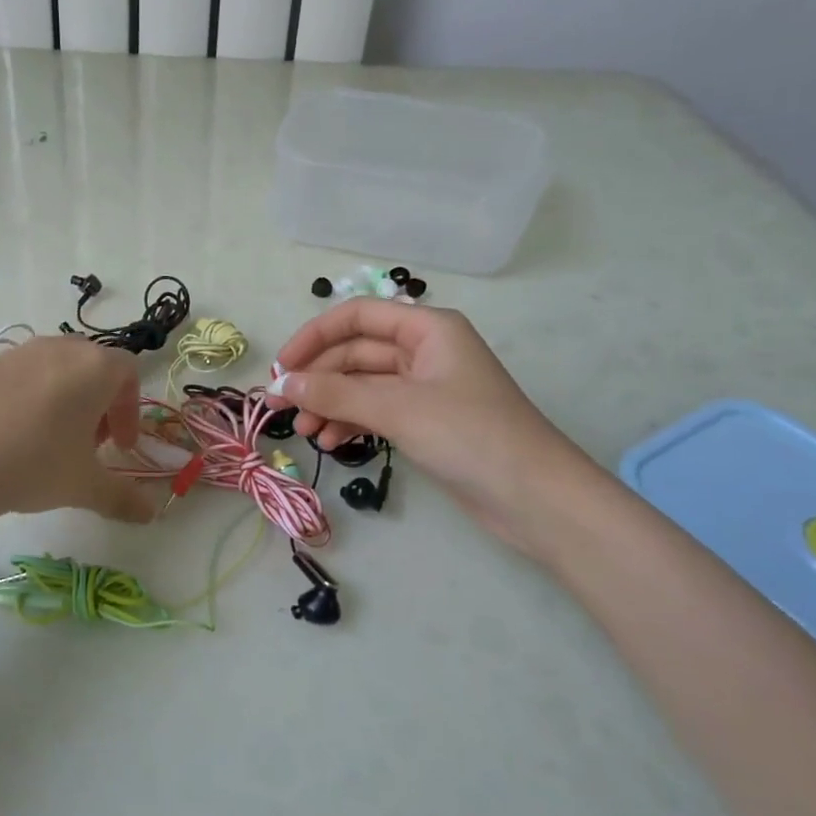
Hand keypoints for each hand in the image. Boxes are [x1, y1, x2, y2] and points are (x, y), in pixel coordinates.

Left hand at [0, 335, 157, 525]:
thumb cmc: (34, 462)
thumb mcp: (84, 485)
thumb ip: (122, 497)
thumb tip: (150, 514)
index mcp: (95, 366)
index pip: (128, 373)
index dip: (131, 410)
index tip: (120, 447)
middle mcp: (61, 348)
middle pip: (93, 367)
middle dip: (100, 404)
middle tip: (90, 444)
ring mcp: (20, 352)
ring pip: (57, 370)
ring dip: (66, 400)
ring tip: (51, 442)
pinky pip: (22, 377)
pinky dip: (31, 399)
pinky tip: (14, 437)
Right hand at [270, 300, 608, 561]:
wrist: (536, 498)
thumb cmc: (470, 436)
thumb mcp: (397, 408)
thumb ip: (336, 392)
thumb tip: (282, 383)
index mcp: (428, 328)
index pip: (357, 317)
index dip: (313, 337)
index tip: (281, 369)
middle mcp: (425, 351)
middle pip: (356, 352)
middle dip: (317, 377)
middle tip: (280, 407)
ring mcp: (426, 387)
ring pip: (362, 384)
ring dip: (330, 403)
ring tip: (305, 431)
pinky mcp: (426, 421)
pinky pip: (376, 410)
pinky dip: (351, 422)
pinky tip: (330, 441)